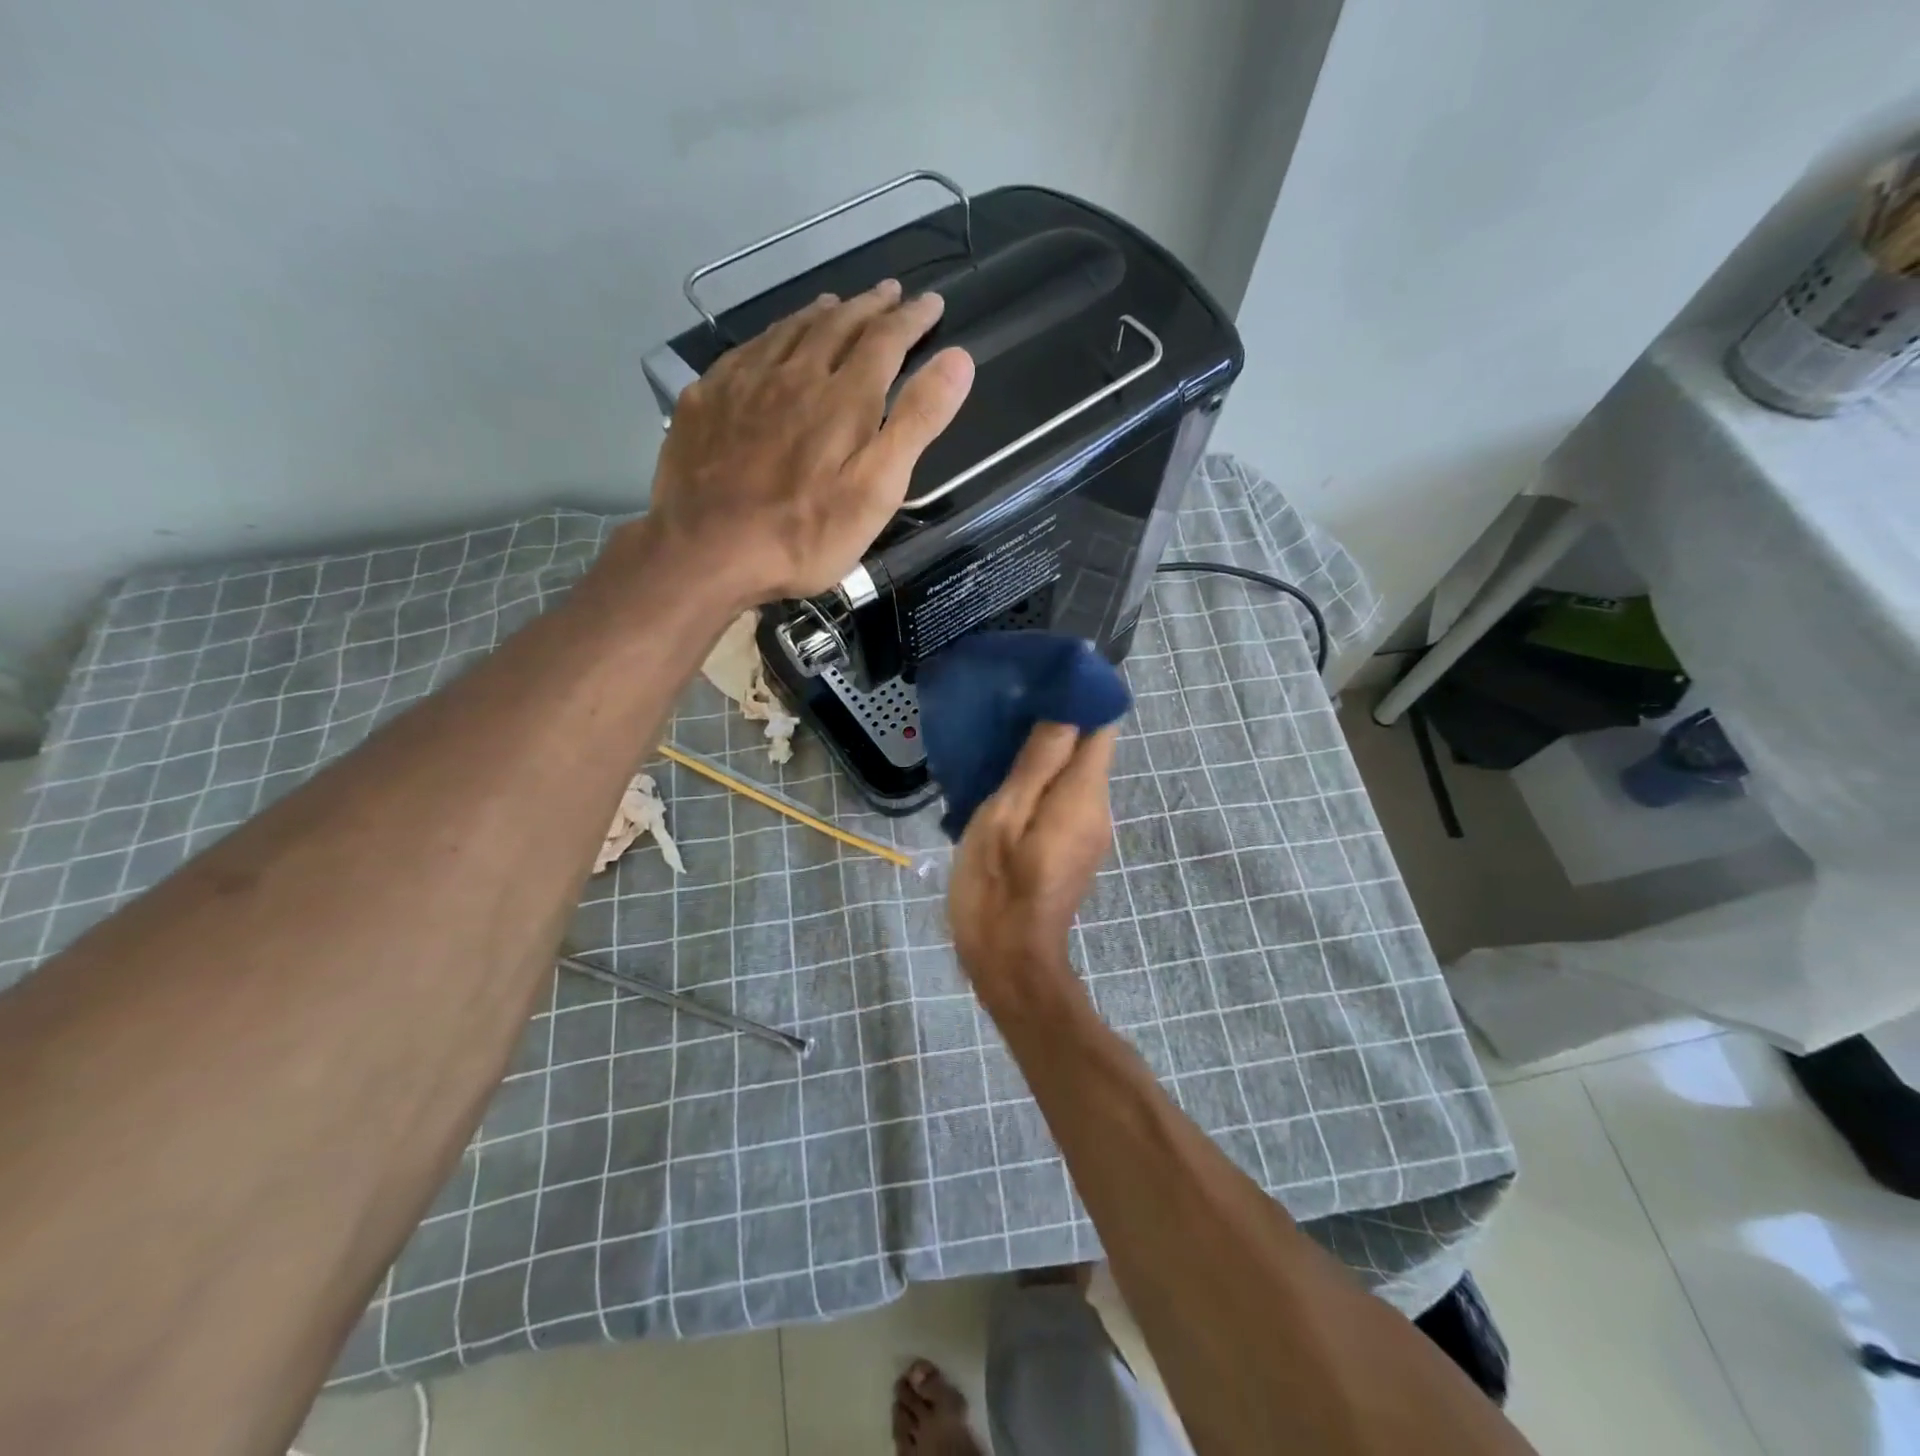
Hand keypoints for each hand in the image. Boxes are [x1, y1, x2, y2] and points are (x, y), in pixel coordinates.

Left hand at [644, 281, 973, 602]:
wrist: (708, 550)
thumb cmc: (805, 533)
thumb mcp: (878, 489)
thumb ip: (917, 422)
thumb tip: (959, 359)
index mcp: (844, 397)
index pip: (886, 340)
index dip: (912, 319)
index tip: (932, 303)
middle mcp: (795, 373)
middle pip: (838, 325)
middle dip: (870, 306)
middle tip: (890, 293)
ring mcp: (744, 382)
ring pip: (789, 331)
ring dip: (821, 314)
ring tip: (837, 305)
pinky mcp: (706, 398)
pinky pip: (746, 349)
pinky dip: (771, 336)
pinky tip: (771, 343)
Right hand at [948, 724, 1117, 1020]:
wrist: (1009, 961)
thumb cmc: (997, 887)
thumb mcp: (1004, 817)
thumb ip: (1037, 763)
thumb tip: (1067, 711)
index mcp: (1084, 796)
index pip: (1102, 727)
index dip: (1079, 699)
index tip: (1040, 682)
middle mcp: (1098, 809)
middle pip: (1089, 749)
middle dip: (1054, 725)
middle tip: (1005, 711)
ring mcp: (1090, 831)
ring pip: (1073, 775)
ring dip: (1042, 755)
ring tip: (996, 743)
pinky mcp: (1074, 847)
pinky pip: (1063, 798)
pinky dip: (1039, 783)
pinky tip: (1002, 784)